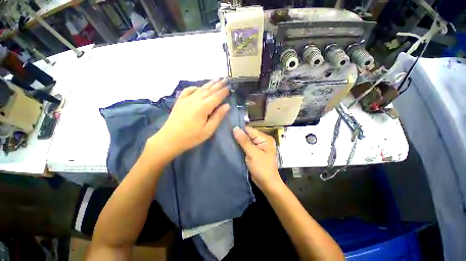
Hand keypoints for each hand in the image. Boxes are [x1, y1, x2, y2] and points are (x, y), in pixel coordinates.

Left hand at [149, 79, 229, 157]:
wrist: (169, 139)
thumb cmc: (191, 137)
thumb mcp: (208, 130)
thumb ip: (218, 117)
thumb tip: (227, 106)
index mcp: (203, 107)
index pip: (216, 97)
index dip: (223, 91)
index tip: (229, 86)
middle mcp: (195, 100)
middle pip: (209, 90)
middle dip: (218, 84)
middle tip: (225, 79)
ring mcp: (186, 99)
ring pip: (200, 89)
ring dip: (209, 84)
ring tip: (216, 79)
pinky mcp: (180, 101)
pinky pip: (188, 91)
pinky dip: (194, 87)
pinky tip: (198, 87)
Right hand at [233, 127, 282, 191]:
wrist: (267, 184)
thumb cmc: (262, 168)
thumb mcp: (253, 153)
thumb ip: (244, 140)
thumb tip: (235, 128)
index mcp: (265, 138)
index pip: (249, 130)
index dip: (239, 130)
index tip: (227, 130)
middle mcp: (262, 140)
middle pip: (247, 135)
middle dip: (238, 136)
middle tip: (225, 136)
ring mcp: (258, 147)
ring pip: (245, 141)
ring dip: (238, 142)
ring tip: (227, 141)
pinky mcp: (254, 152)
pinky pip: (245, 147)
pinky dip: (239, 147)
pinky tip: (232, 147)